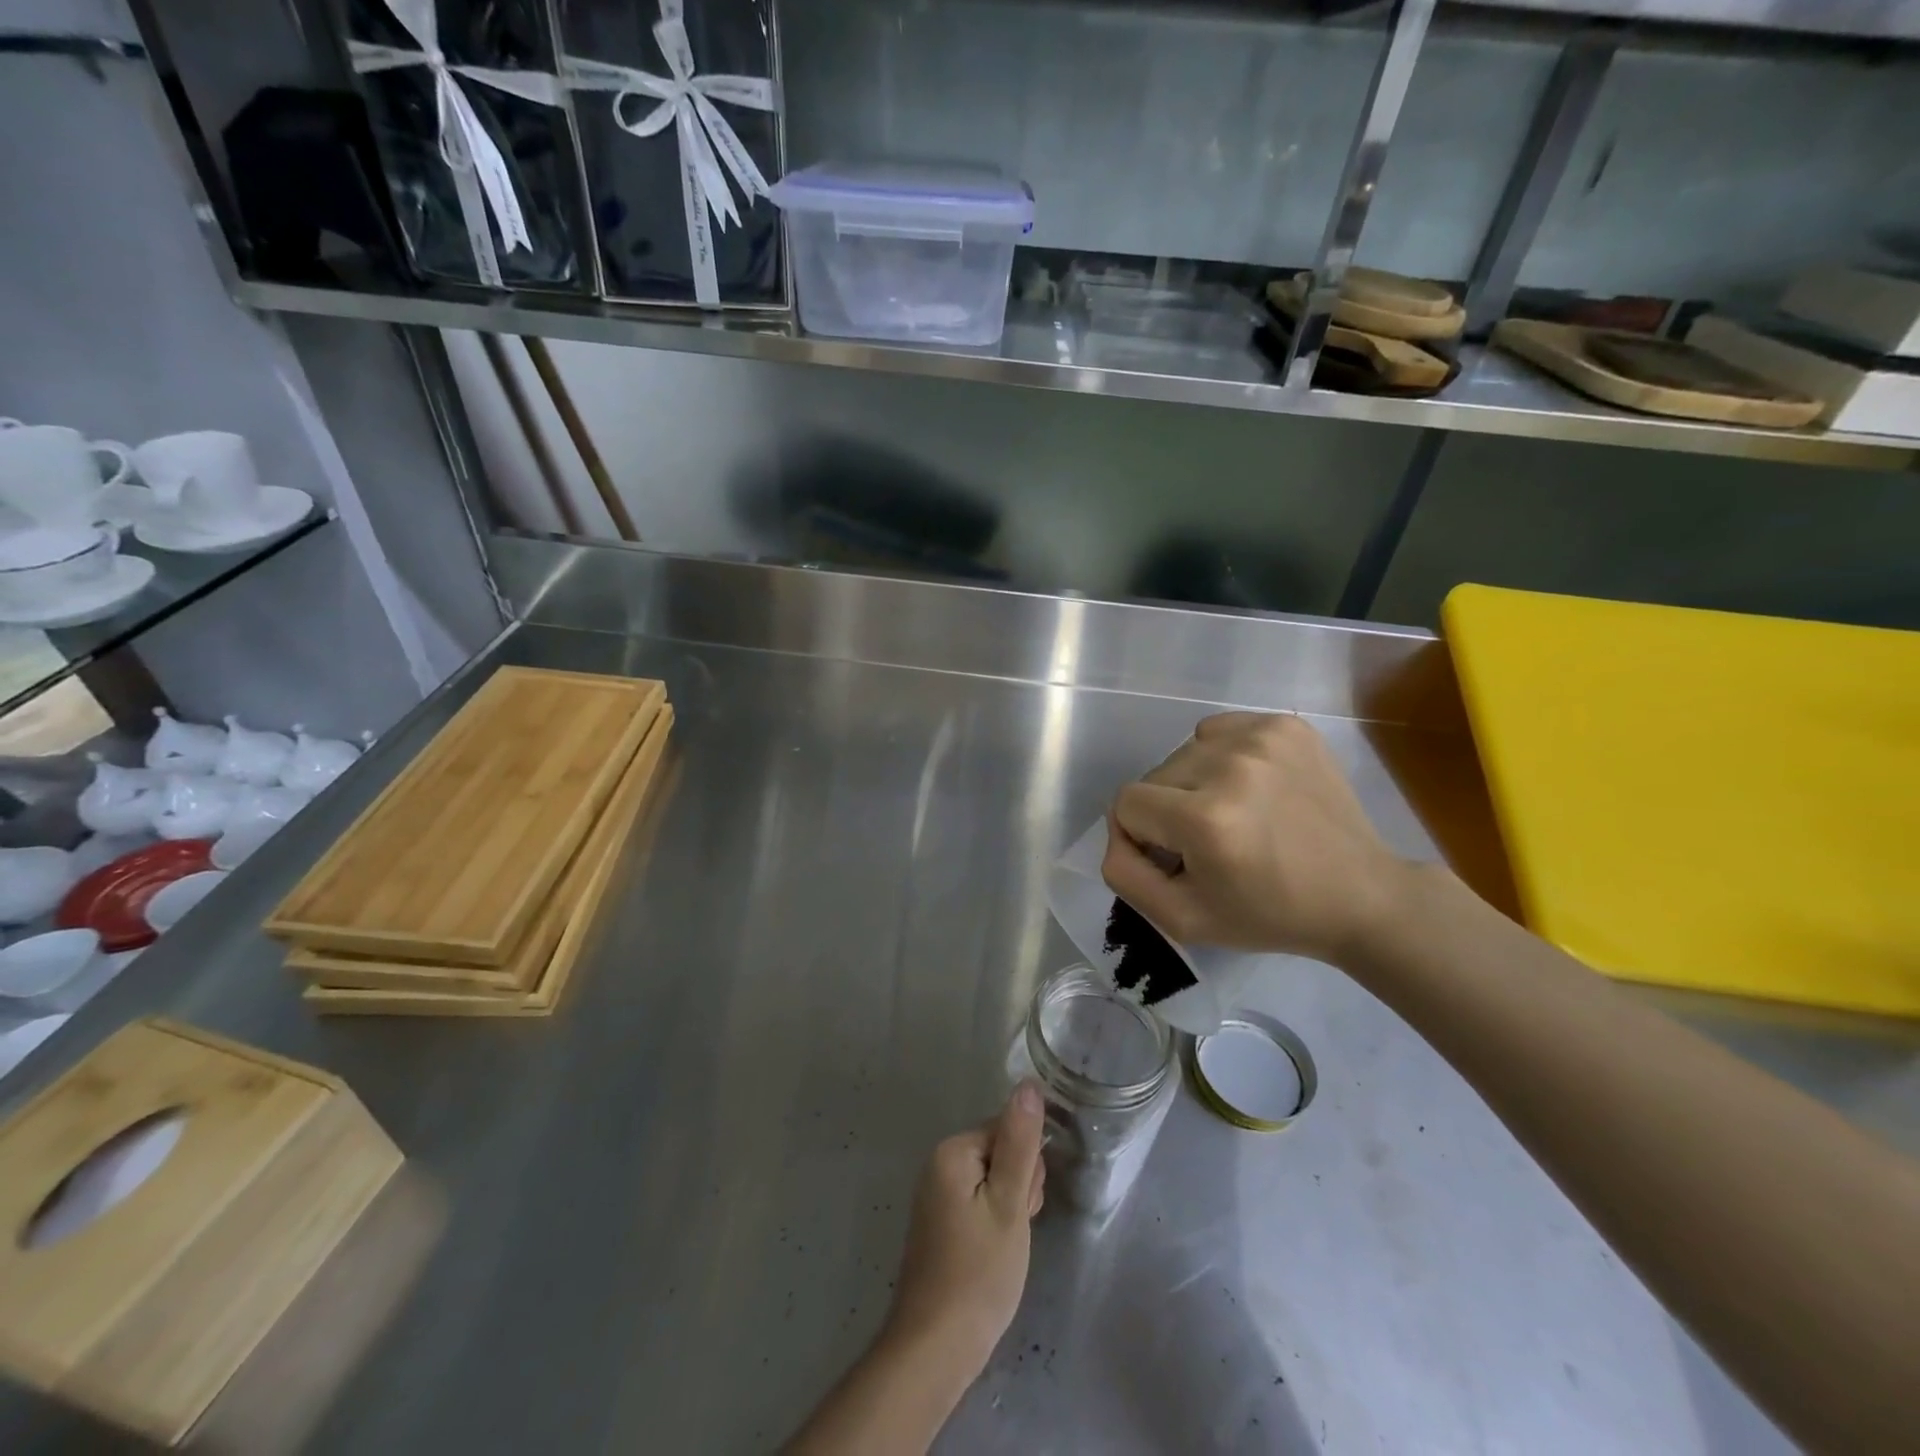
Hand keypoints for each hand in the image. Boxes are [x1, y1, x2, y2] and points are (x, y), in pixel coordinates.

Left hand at [882, 1081, 1046, 1378]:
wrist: (935, 1349)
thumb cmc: (978, 1274)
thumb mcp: (1009, 1204)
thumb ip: (1020, 1142)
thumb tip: (1028, 1083)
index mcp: (953, 1150)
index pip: (1008, 1129)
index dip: (1027, 1167)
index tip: (1024, 1206)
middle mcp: (939, 1163)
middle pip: (1001, 1152)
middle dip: (1019, 1187)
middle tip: (1014, 1229)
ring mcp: (938, 1194)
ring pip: (995, 1180)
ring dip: (1010, 1208)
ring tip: (1005, 1247)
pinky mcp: (941, 1221)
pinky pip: (980, 1202)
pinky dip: (995, 1223)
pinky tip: (995, 1254)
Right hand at [1100, 711, 1411, 961]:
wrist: (1360, 894)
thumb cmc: (1269, 914)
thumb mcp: (1182, 919)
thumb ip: (1124, 875)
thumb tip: (1117, 831)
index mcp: (1205, 819)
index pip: (1125, 803)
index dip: (1140, 836)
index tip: (1175, 858)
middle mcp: (1230, 766)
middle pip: (1154, 776)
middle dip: (1168, 810)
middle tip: (1209, 843)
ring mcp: (1262, 738)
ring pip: (1184, 752)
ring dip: (1194, 783)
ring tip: (1234, 813)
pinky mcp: (1286, 725)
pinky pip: (1219, 731)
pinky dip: (1221, 757)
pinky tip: (1251, 787)